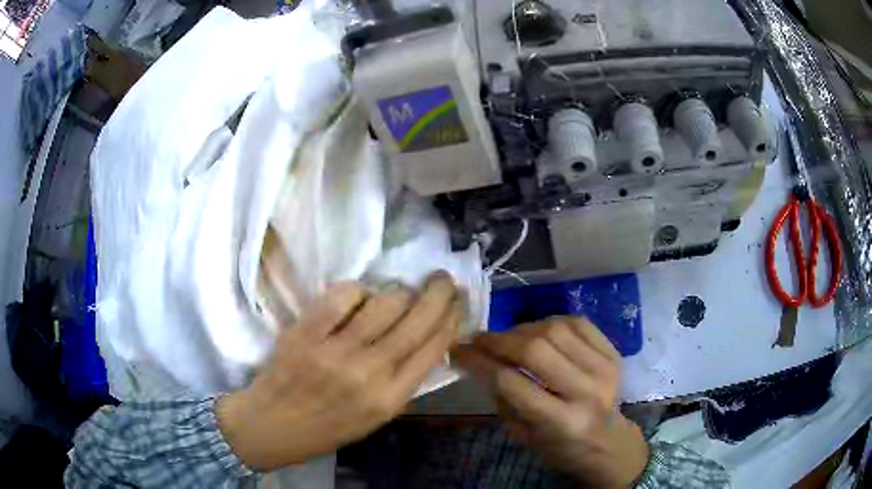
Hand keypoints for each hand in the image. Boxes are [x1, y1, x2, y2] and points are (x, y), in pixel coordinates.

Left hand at [216, 272, 459, 470]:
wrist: (274, 425)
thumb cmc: (329, 425)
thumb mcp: (378, 416)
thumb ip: (404, 380)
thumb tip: (429, 338)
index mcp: (390, 399)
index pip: (434, 348)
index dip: (451, 319)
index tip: (457, 303)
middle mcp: (369, 373)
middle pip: (416, 321)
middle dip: (438, 293)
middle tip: (443, 278)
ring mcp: (335, 352)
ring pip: (384, 303)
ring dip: (399, 291)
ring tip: (399, 292)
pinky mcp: (306, 333)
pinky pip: (342, 296)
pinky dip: (357, 289)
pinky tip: (358, 296)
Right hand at [452, 317, 648, 487]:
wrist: (609, 440)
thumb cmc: (560, 447)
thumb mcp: (523, 435)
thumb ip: (503, 398)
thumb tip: (479, 360)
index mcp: (561, 422)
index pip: (512, 382)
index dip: (479, 362)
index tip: (457, 350)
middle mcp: (587, 392)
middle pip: (535, 349)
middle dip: (498, 340)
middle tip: (478, 339)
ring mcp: (604, 368)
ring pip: (555, 329)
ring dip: (522, 329)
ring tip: (508, 338)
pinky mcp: (613, 353)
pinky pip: (577, 322)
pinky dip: (550, 322)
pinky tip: (538, 332)